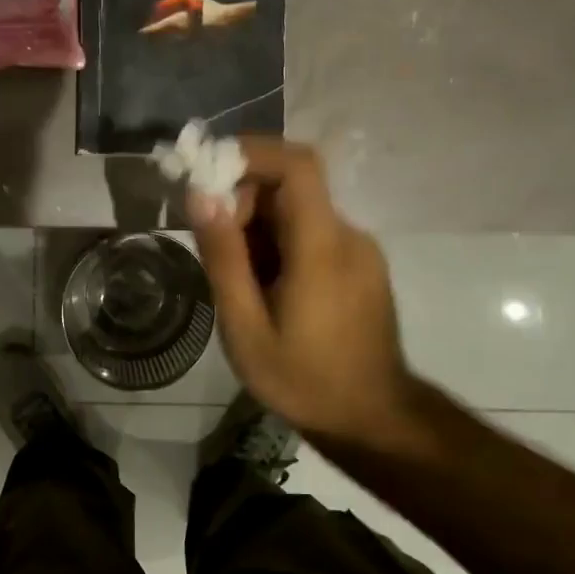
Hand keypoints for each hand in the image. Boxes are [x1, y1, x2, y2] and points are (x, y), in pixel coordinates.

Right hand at [189, 139, 428, 458]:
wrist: (373, 420)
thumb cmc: (303, 380)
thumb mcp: (246, 327)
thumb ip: (224, 258)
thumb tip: (201, 196)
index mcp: (322, 246)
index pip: (297, 164)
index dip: (251, 153)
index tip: (207, 171)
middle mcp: (348, 236)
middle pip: (292, 188)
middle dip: (244, 201)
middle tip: (213, 246)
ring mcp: (359, 251)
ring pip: (299, 212)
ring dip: (259, 227)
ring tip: (237, 280)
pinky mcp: (361, 266)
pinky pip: (313, 235)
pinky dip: (279, 245)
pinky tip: (264, 290)